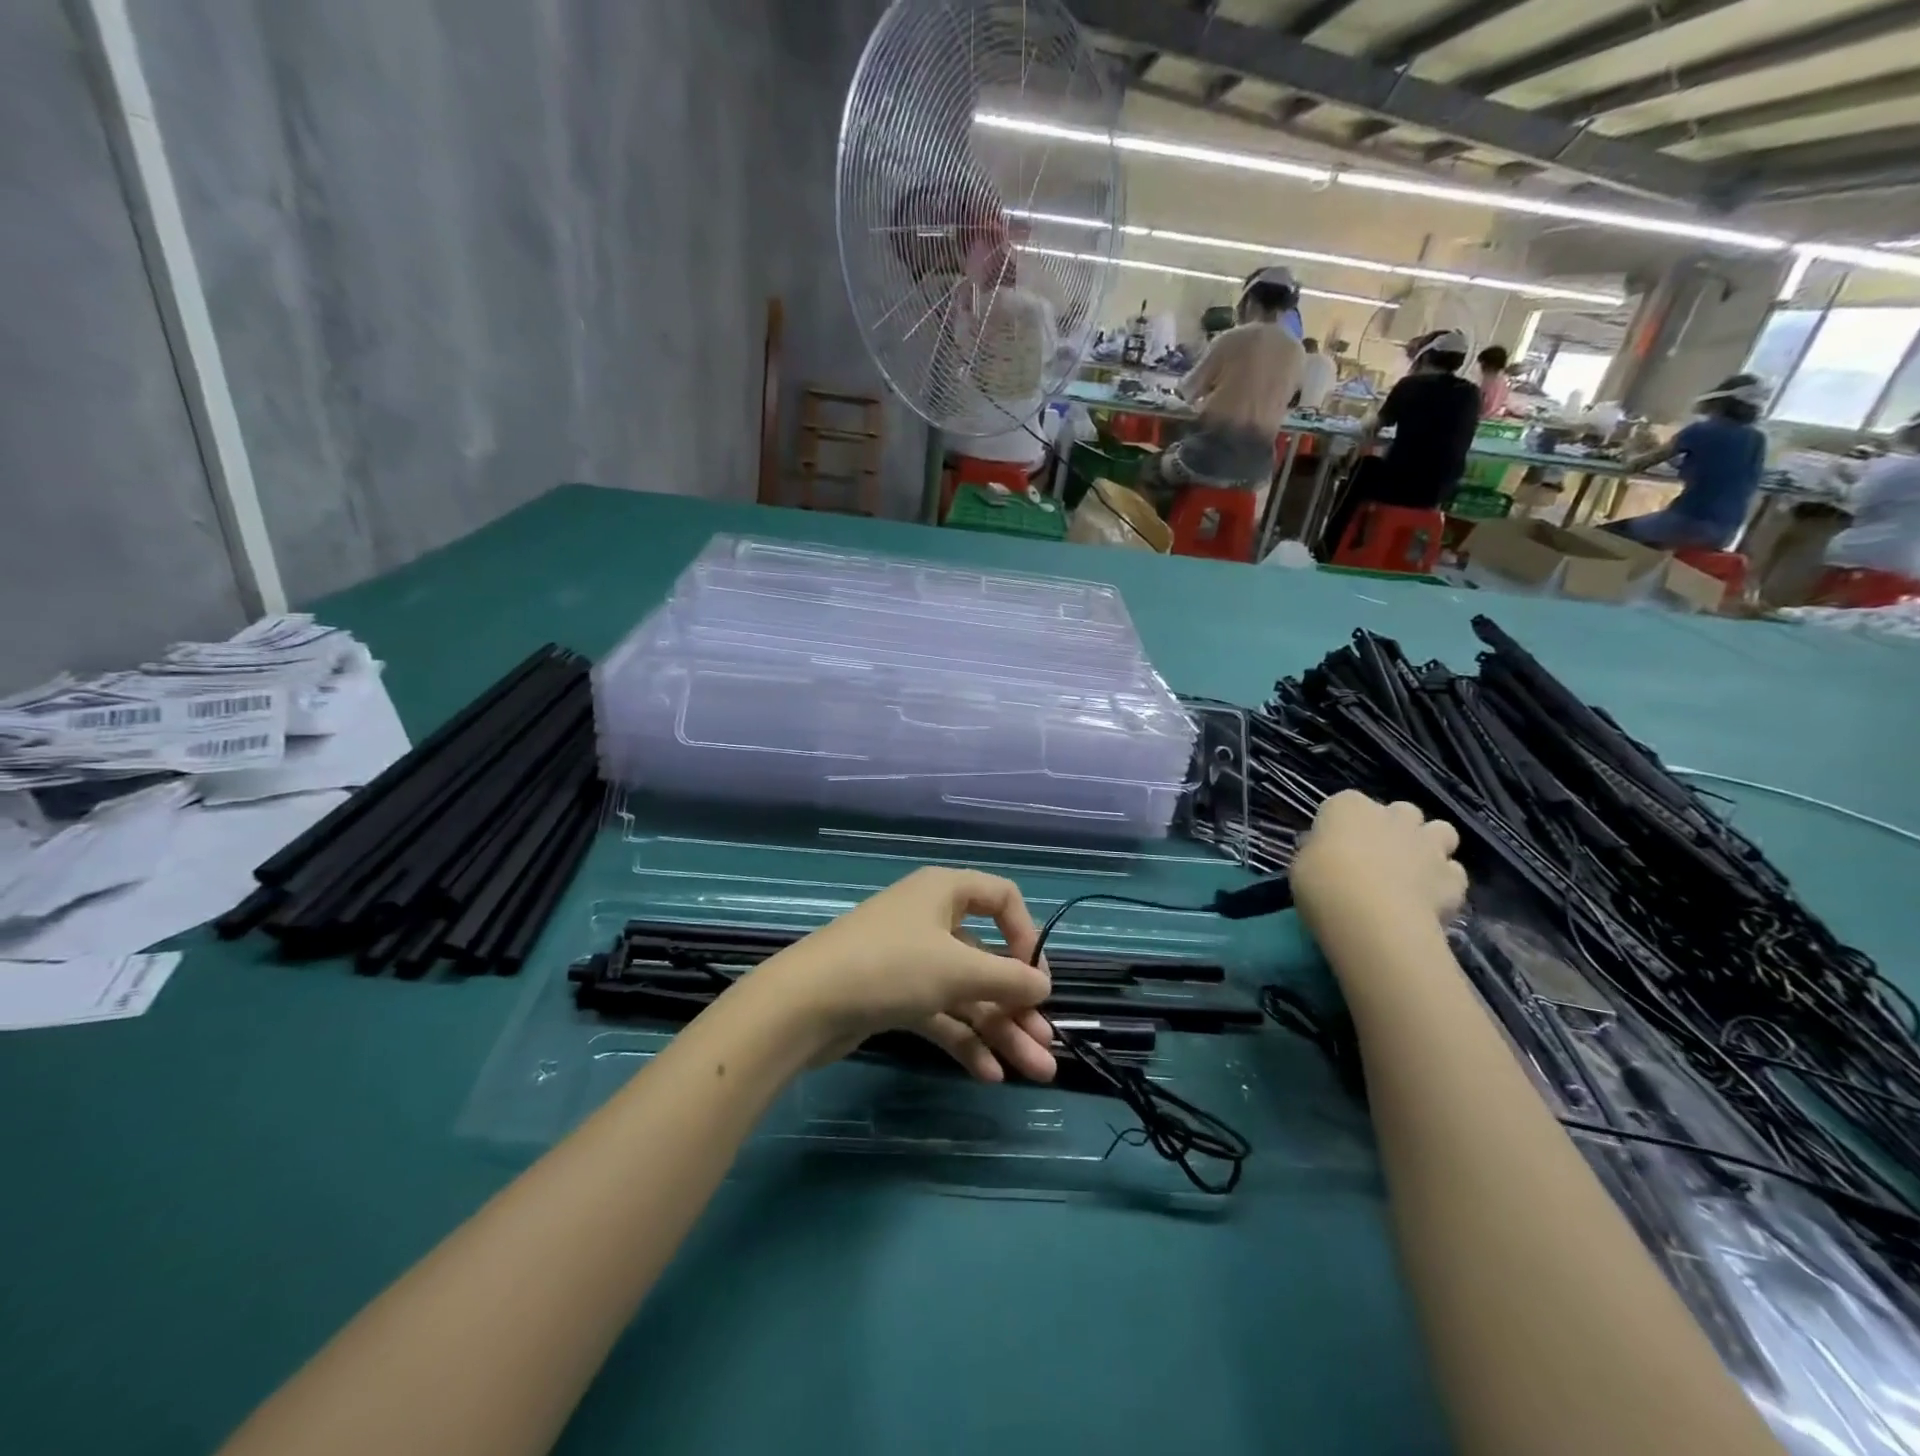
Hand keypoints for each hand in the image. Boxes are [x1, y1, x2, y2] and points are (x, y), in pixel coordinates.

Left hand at [755, 868, 1056, 1084]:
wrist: (804, 1004)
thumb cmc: (891, 967)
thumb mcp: (958, 969)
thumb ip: (1008, 978)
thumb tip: (1044, 986)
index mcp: (945, 892)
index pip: (1001, 898)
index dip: (1025, 934)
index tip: (1035, 977)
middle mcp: (931, 919)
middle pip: (988, 958)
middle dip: (1019, 1005)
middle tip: (1046, 1048)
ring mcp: (911, 960)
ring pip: (967, 993)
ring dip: (1000, 1030)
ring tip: (1036, 1073)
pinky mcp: (894, 996)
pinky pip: (941, 1014)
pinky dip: (965, 1040)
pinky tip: (990, 1075)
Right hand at [1291, 791, 1466, 930]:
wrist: (1371, 918)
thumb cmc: (1322, 884)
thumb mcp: (1301, 866)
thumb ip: (1317, 853)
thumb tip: (1324, 854)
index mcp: (1348, 807)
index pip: (1345, 803)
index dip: (1343, 824)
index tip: (1334, 846)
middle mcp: (1392, 816)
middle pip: (1400, 811)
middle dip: (1394, 828)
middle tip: (1379, 856)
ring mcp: (1427, 844)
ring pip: (1441, 831)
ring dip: (1429, 845)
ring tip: (1413, 870)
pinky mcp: (1453, 877)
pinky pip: (1453, 872)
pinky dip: (1444, 882)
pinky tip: (1429, 899)